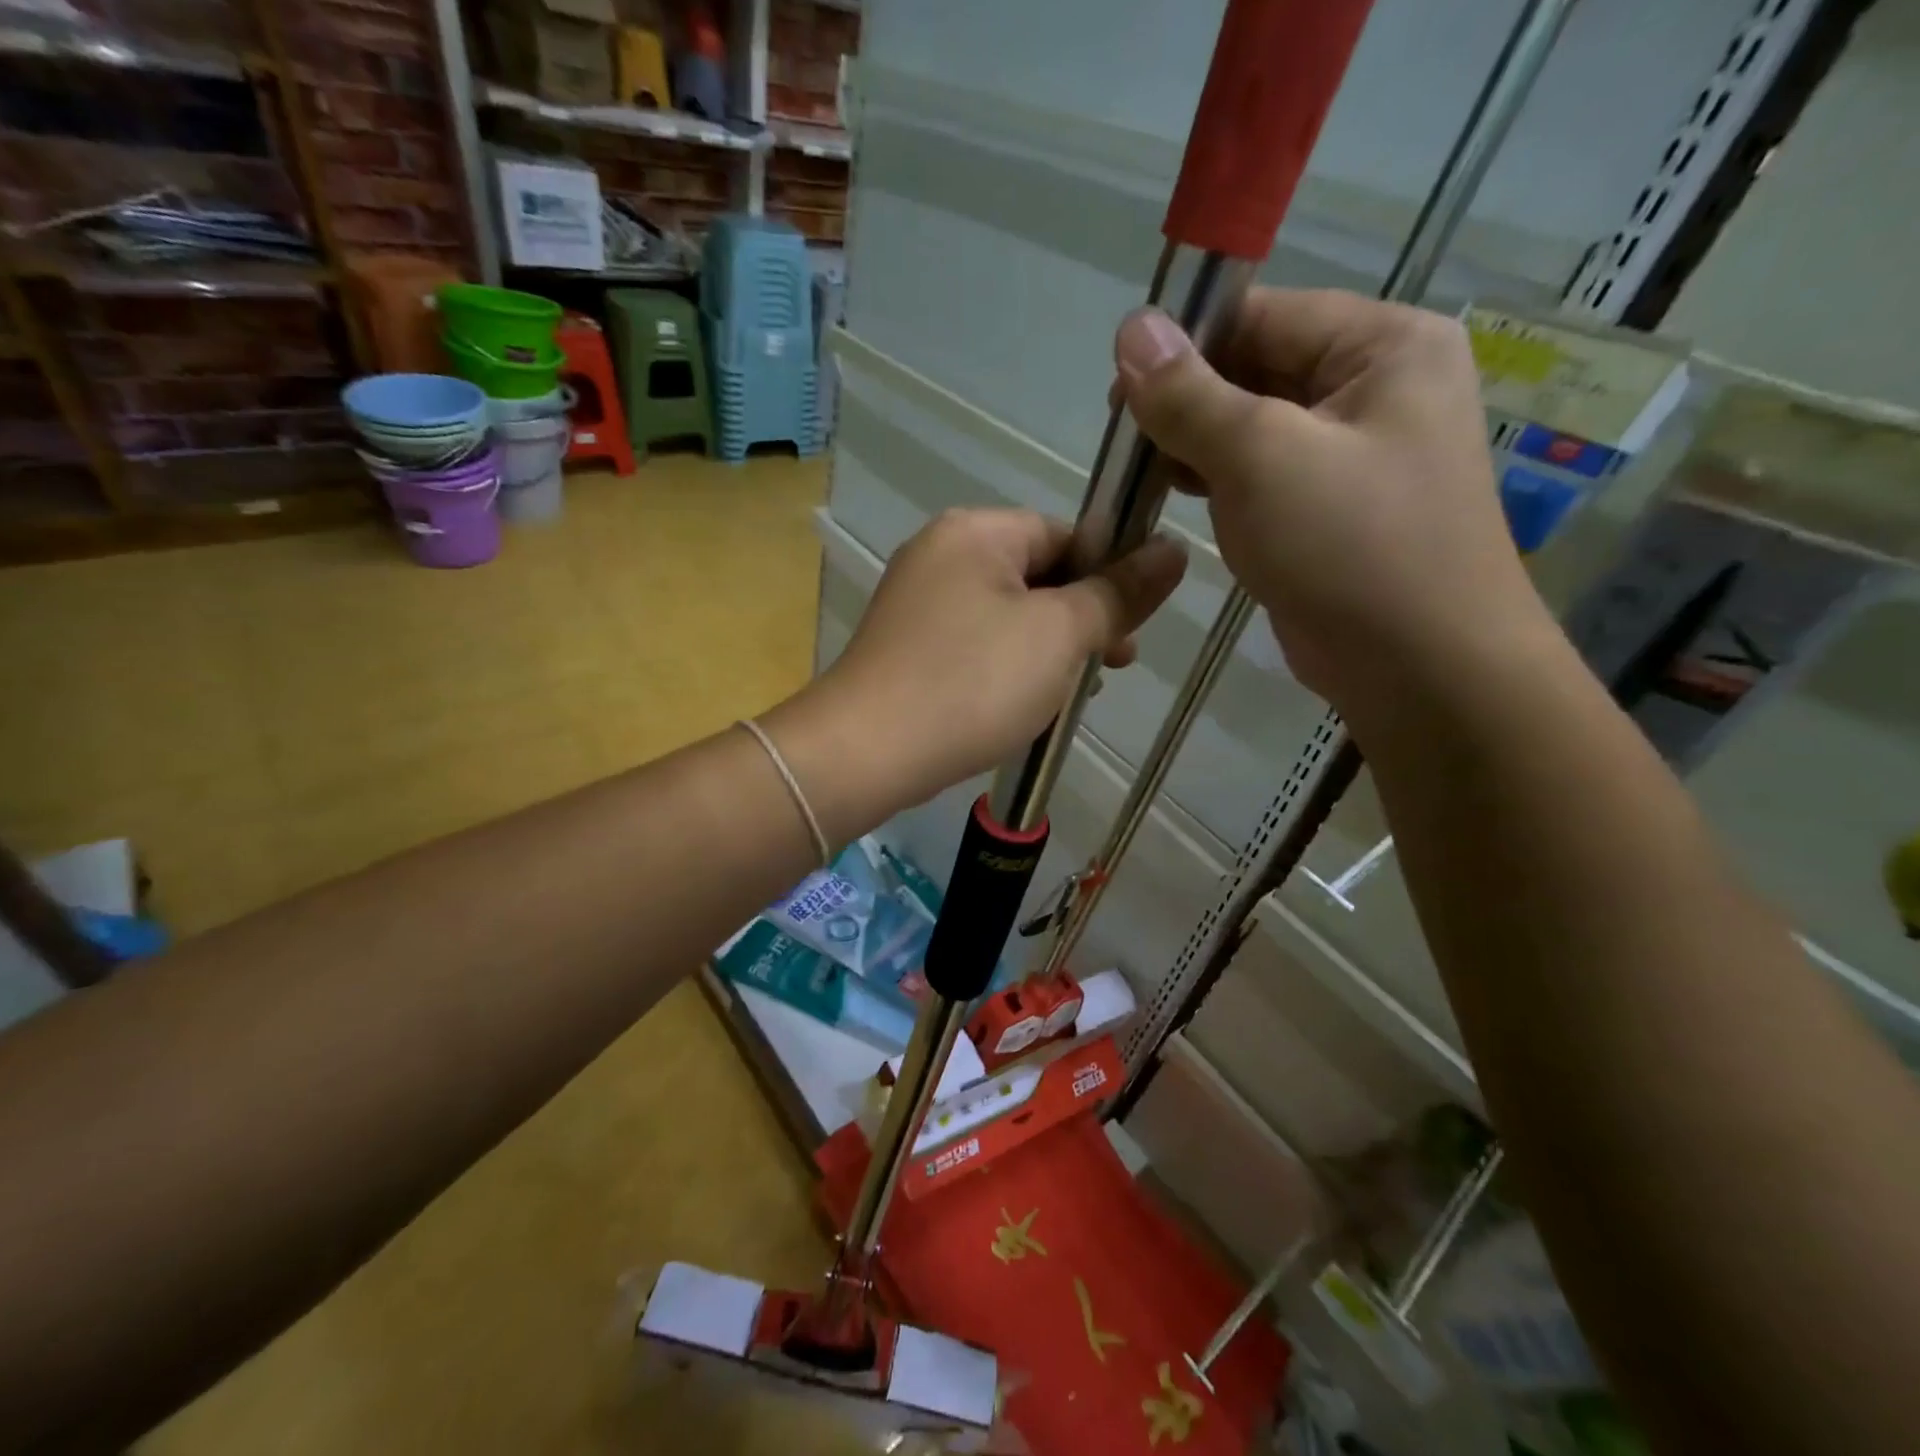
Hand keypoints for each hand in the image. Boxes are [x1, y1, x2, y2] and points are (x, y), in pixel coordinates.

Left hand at [767, 509, 1184, 832]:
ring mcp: (917, 602)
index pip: (1067, 534)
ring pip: (1008, 616)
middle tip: (1112, 667)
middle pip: (1037, 575)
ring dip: (1047, 650)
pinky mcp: (906, 647)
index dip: (1109, 577)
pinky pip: (975, 644)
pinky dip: (1006, 667)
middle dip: (1081, 621)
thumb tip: (1173, 551)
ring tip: (1069, 696)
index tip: (1132, 629)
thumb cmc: (973, 682)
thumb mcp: (1059, 635)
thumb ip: (1118, 593)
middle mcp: (941, 553)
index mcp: (977, 531)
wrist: (867, 753)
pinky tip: (1022, 705)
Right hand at [1114, 288, 1554, 719]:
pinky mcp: (1328, 508)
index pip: (1262, 316)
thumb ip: (1190, 395)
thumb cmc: (1350, 547)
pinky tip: (1172, 495)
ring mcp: (1352, 453)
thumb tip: (1131, 326)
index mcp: (1383, 345)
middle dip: (1186, 403)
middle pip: (1255, 369)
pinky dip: (1215, 481)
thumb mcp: (1261, 458)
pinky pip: (1261, 475)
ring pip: (1251, 427)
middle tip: (1123, 443)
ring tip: (1139, 473)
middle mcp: (1374, 387)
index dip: (1184, 346)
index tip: (1118, 390)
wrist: (1419, 668)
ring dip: (1193, 445)